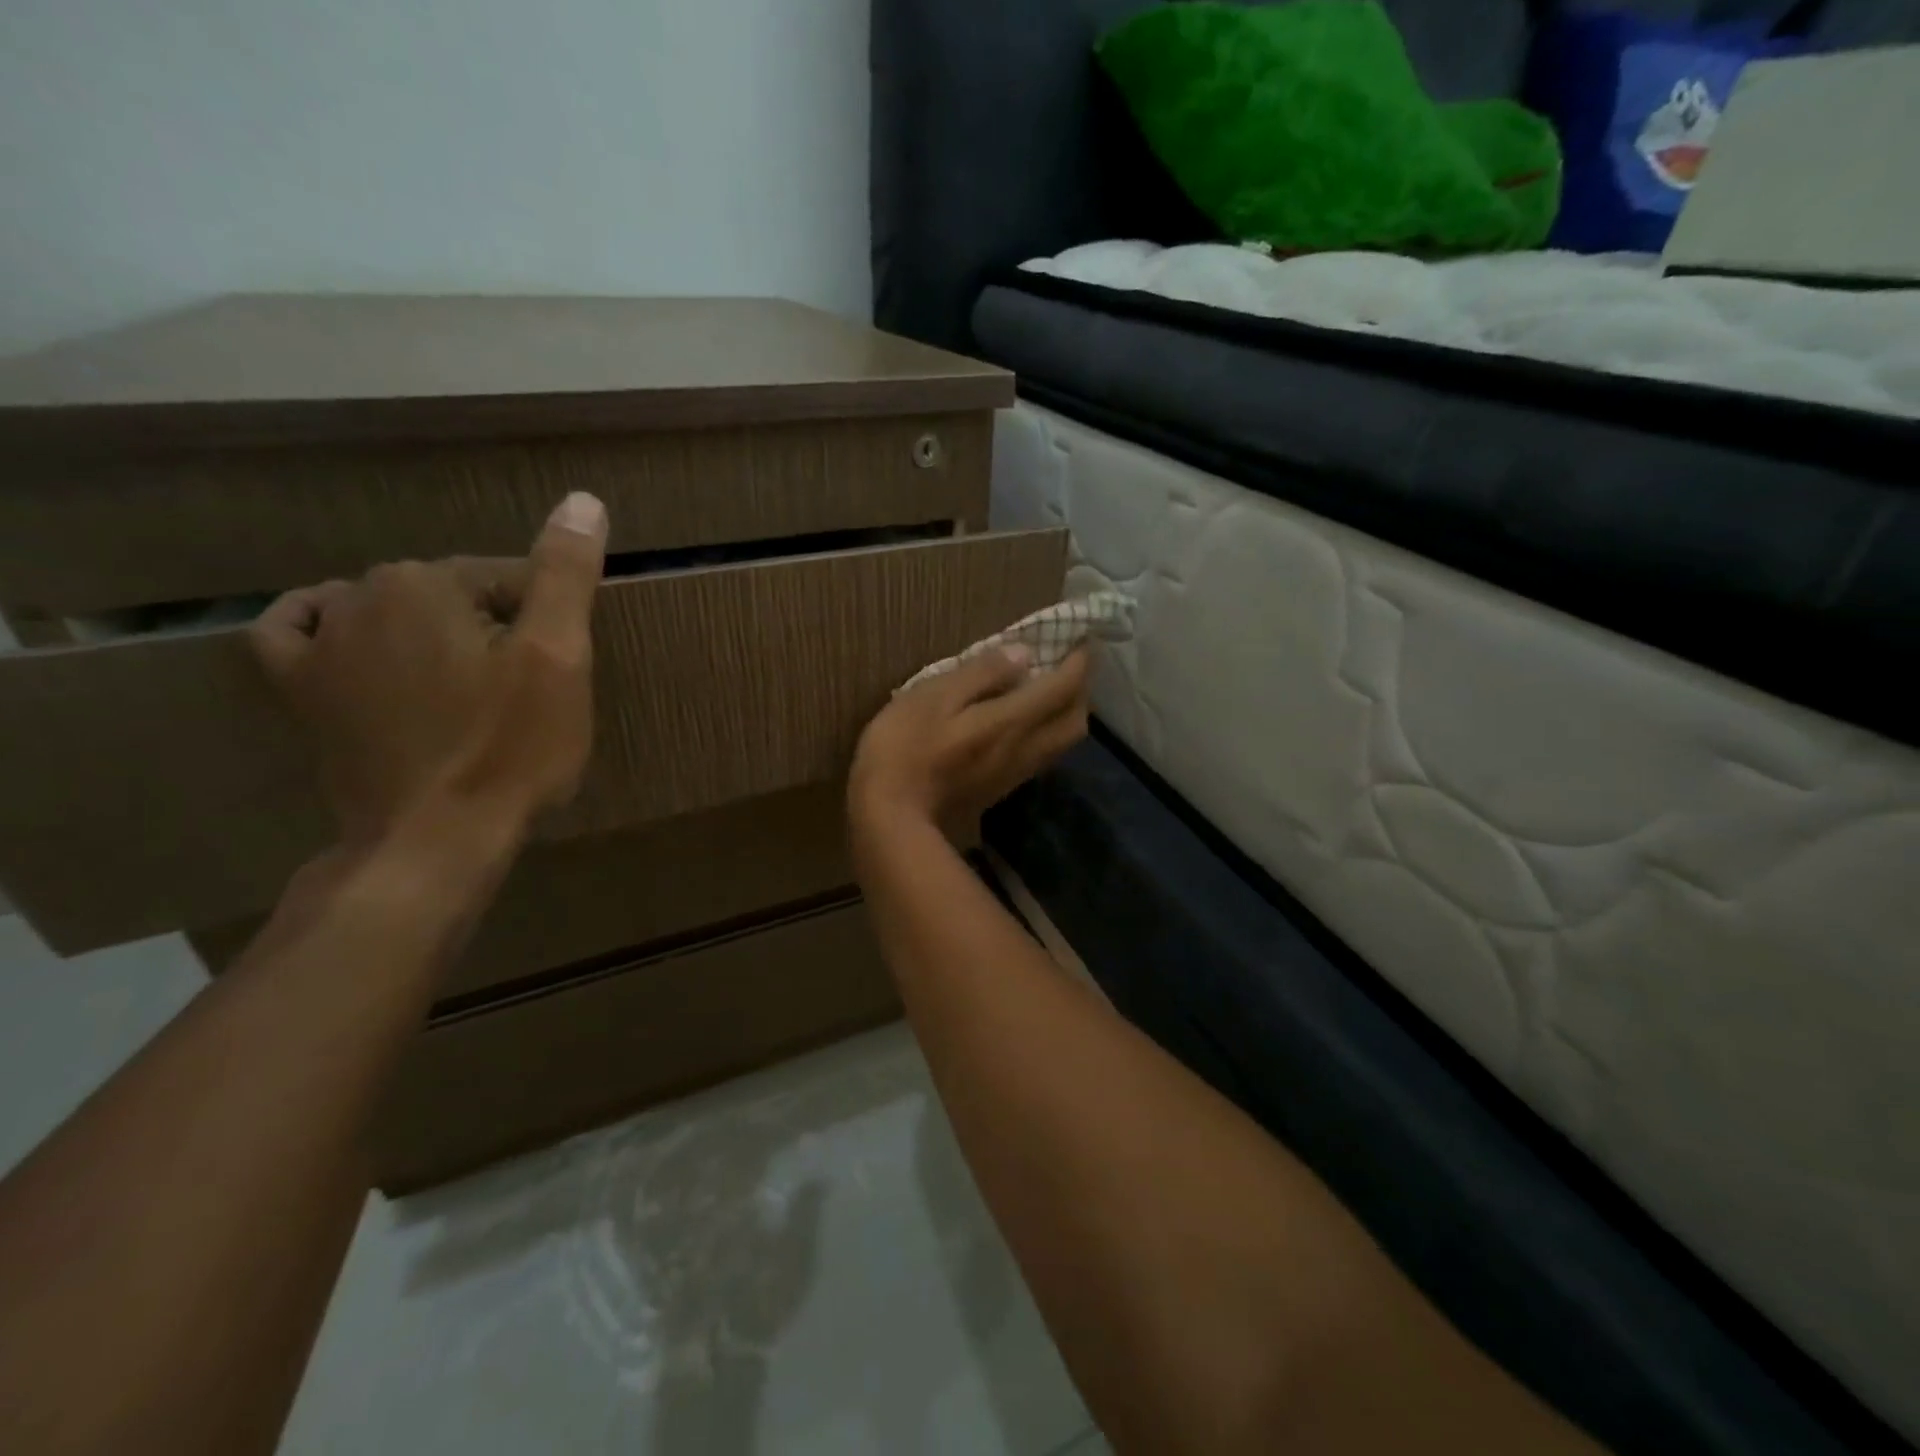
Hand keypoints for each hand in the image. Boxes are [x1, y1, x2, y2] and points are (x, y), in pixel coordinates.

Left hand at [250, 491, 608, 846]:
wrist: (433, 838)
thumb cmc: (510, 749)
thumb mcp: (558, 659)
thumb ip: (565, 575)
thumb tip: (583, 500)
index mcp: (427, 582)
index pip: (509, 578)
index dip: (547, 623)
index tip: (563, 673)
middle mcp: (360, 595)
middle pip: (452, 595)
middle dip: (494, 628)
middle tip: (526, 689)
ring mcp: (320, 645)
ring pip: (391, 612)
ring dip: (433, 633)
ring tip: (468, 685)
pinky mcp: (298, 691)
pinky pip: (298, 633)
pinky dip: (328, 625)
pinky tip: (350, 637)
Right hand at [849, 645, 1090, 849]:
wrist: (891, 819)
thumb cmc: (904, 748)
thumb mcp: (934, 696)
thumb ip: (981, 674)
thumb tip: (1023, 654)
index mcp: (1011, 721)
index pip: (1063, 687)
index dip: (1079, 661)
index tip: (1080, 638)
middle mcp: (1024, 748)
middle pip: (1075, 720)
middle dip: (1081, 690)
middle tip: (1066, 666)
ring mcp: (1014, 774)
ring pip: (1063, 743)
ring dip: (1067, 714)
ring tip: (1048, 691)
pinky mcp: (1000, 790)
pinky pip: (1042, 756)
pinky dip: (1046, 733)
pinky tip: (1024, 723)